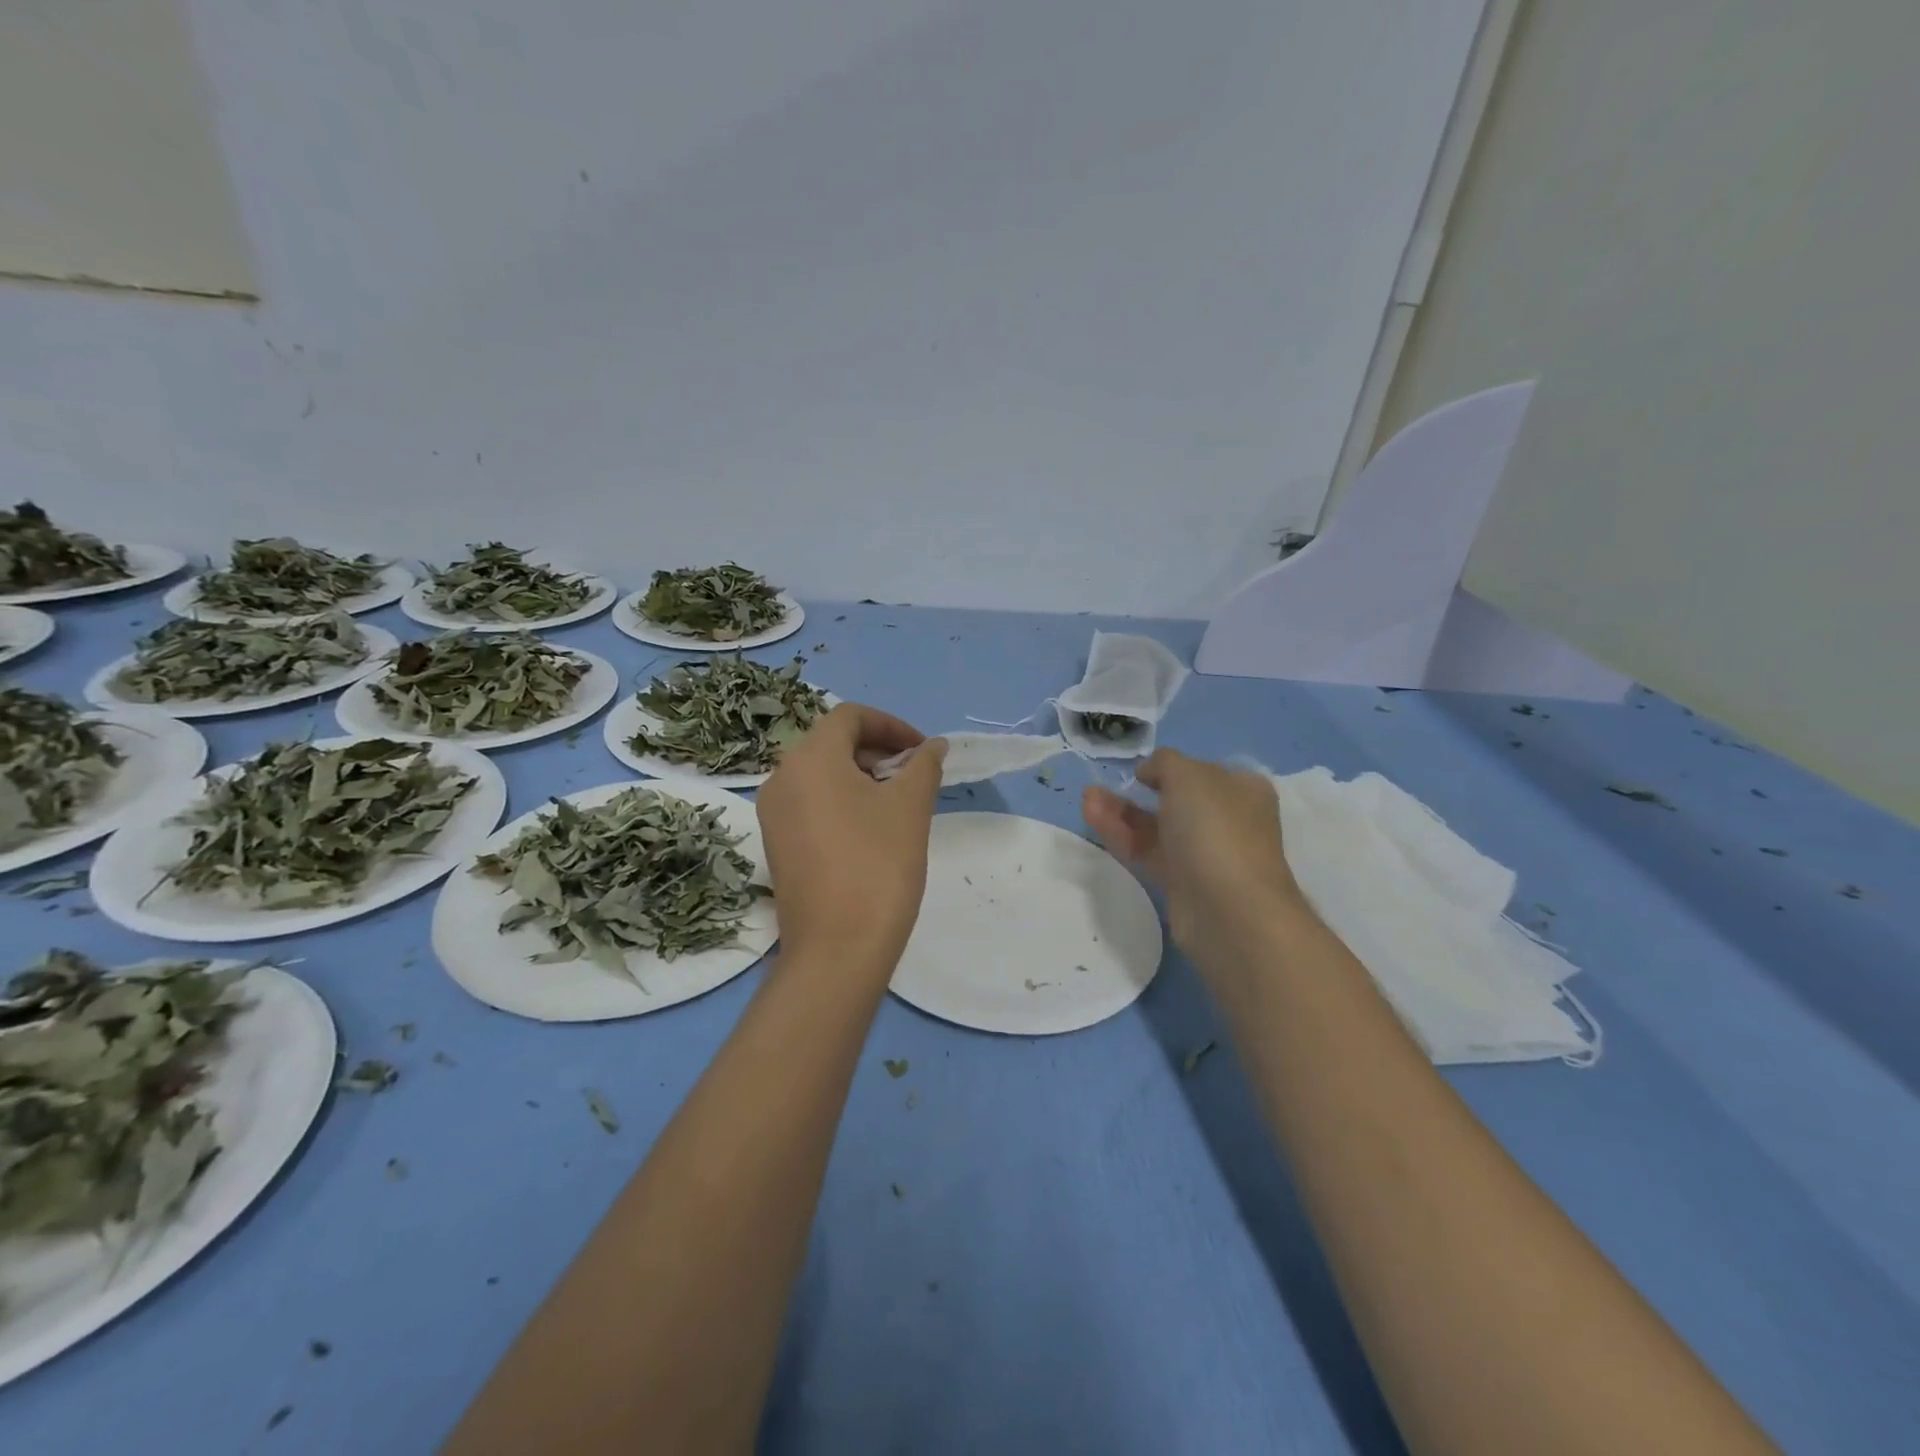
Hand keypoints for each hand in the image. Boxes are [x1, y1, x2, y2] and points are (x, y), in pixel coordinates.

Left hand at [757, 703, 948, 966]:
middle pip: (832, 743)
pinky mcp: (776, 844)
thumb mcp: (910, 807)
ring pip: (820, 774)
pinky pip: (810, 803)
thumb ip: (923, 765)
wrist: (837, 949)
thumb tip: (932, 746)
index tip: (922, 750)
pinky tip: (871, 830)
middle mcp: (781, 778)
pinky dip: (841, 800)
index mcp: (809, 758)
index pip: (850, 717)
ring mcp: (773, 814)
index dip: (891, 725)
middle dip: (877, 750)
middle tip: (914, 776)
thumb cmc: (878, 865)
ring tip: (898, 803)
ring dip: (861, 775)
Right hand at [1082, 749, 1305, 973]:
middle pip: (1173, 800)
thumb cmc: (1214, 828)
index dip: (1170, 768)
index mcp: (1241, 790)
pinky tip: (1094, 819)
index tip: (1141, 772)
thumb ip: (1164, 762)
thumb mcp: (1188, 775)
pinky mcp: (1181, 883)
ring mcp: (1204, 854)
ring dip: (1120, 812)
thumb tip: (1150, 772)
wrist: (1229, 910)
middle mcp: (1226, 820)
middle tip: (1100, 788)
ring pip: (1155, 827)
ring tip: (1087, 799)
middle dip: (1135, 792)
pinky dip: (1121, 835)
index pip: (1202, 771)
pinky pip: (1147, 852)